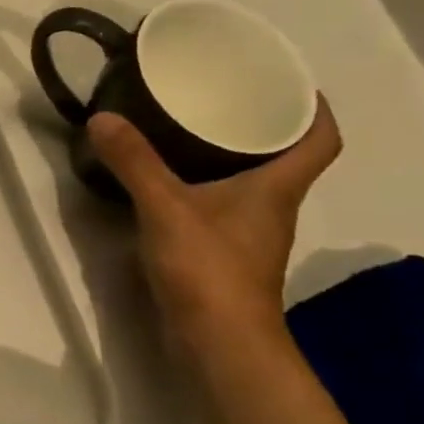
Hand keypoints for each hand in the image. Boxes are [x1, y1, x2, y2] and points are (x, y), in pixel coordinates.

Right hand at [88, 99, 341, 345]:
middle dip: (261, 124)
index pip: (321, 140)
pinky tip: (171, 181)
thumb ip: (134, 162)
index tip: (287, 81)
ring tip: (190, 129)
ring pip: (251, 182)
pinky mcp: (224, 255)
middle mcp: (272, 208)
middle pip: (283, 158)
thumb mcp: (165, 207)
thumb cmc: (209, 268)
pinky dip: (206, 186)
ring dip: (231, 156)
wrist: (218, 342)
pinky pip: (223, 205)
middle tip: (222, 95)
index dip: (314, 108)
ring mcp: (249, 235)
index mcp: (276, 188)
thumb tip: (102, 117)